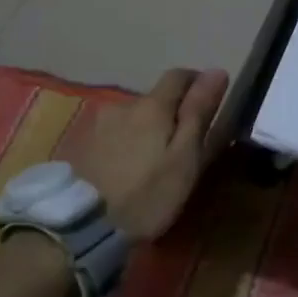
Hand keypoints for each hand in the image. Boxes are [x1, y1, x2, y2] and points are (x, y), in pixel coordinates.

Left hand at [75, 68, 229, 240]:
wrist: (81, 226)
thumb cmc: (146, 195)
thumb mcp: (184, 158)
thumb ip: (198, 113)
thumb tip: (217, 70)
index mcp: (152, 106)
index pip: (179, 75)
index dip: (197, 84)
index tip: (207, 105)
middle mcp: (122, 104)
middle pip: (154, 99)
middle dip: (169, 114)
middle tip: (179, 148)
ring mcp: (97, 123)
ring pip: (131, 117)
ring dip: (144, 130)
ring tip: (149, 164)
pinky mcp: (80, 144)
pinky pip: (112, 134)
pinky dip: (124, 144)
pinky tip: (124, 170)